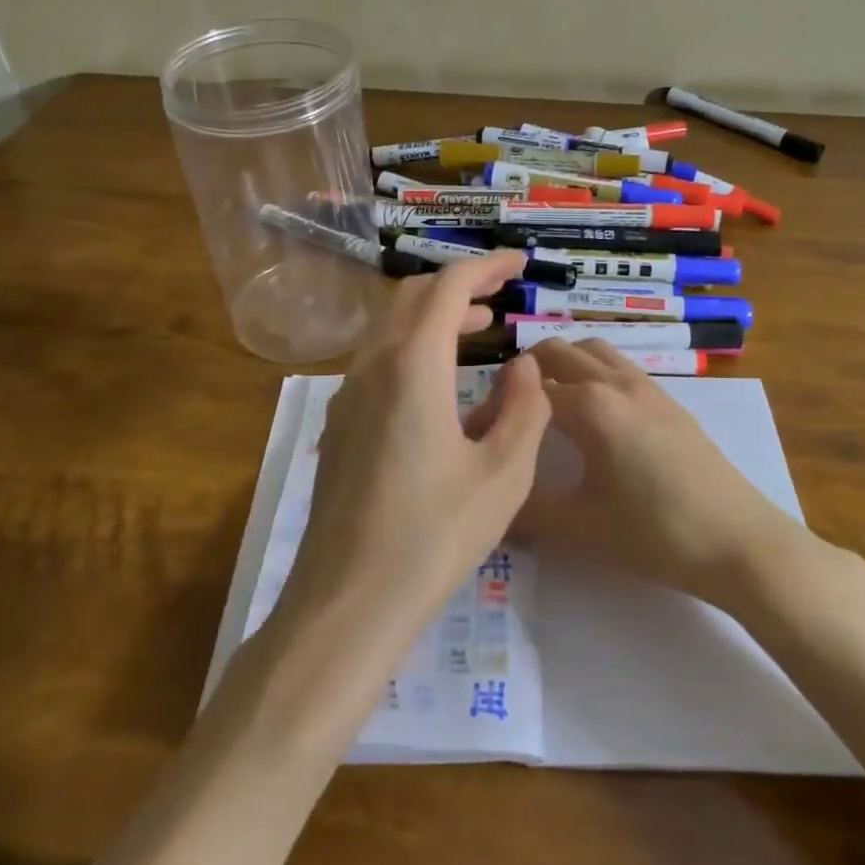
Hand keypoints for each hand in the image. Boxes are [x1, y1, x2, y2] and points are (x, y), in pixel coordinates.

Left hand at [273, 252, 551, 652]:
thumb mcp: (503, 474)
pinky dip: (414, 348)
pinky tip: (442, 384)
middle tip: (502, 292)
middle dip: (459, 285)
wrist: (347, 601)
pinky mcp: (340, 424)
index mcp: (412, 367)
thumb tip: (524, 367)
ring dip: (435, 317)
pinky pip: (378, 361)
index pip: (447, 288)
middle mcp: (371, 367)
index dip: (486, 267)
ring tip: (481, 327)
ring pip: (391, 329)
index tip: (519, 263)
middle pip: (412, 298)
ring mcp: (347, 395)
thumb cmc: (434, 536)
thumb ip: (525, 408)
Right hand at [513, 338, 809, 608]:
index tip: (483, 435)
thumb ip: (526, 510)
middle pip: (558, 352)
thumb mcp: (580, 527)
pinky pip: (619, 366)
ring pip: (593, 351)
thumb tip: (490, 500)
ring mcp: (647, 387)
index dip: (497, 406)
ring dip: (563, 364)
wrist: (739, 543)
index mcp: (589, 405)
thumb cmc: (655, 533)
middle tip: (511, 411)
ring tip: (549, 404)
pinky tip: (595, 415)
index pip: (526, 389)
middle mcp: (615, 382)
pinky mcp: (670, 401)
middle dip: (526, 371)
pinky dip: (594, 372)